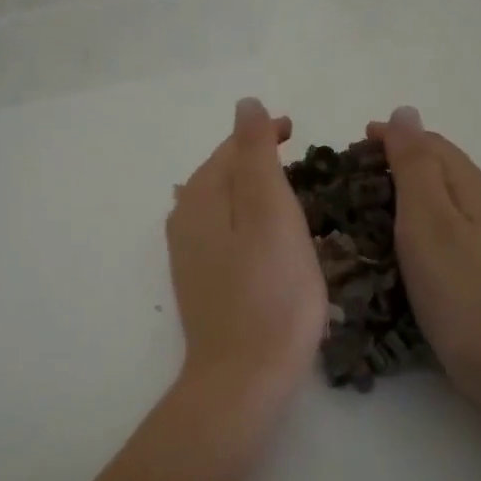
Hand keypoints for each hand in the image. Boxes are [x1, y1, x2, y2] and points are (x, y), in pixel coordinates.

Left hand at [167, 99, 327, 396]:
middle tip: (296, 157)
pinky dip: (243, 218)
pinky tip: (260, 233)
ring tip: (283, 190)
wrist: (243, 374)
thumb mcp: (269, 211)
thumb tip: (245, 105)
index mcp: (201, 196)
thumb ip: (255, 154)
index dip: (263, 133)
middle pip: (220, 172)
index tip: (297, 131)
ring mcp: (188, 253)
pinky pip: (220, 231)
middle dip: (255, 158)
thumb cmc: (270, 290)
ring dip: (248, 188)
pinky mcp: (199, 280)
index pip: (231, 147)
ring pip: (219, 202)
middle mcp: (184, 218)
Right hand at [367, 106, 480, 405]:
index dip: (393, 137)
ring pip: (450, 202)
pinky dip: (424, 226)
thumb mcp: (428, 219)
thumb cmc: (460, 290)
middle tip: (355, 179)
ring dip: (412, 195)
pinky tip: (410, 249)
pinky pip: (454, 232)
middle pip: (444, 170)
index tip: (353, 144)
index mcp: (476, 187)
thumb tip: (405, 111)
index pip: (432, 144)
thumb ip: (414, 164)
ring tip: (374, 210)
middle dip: (400, 164)